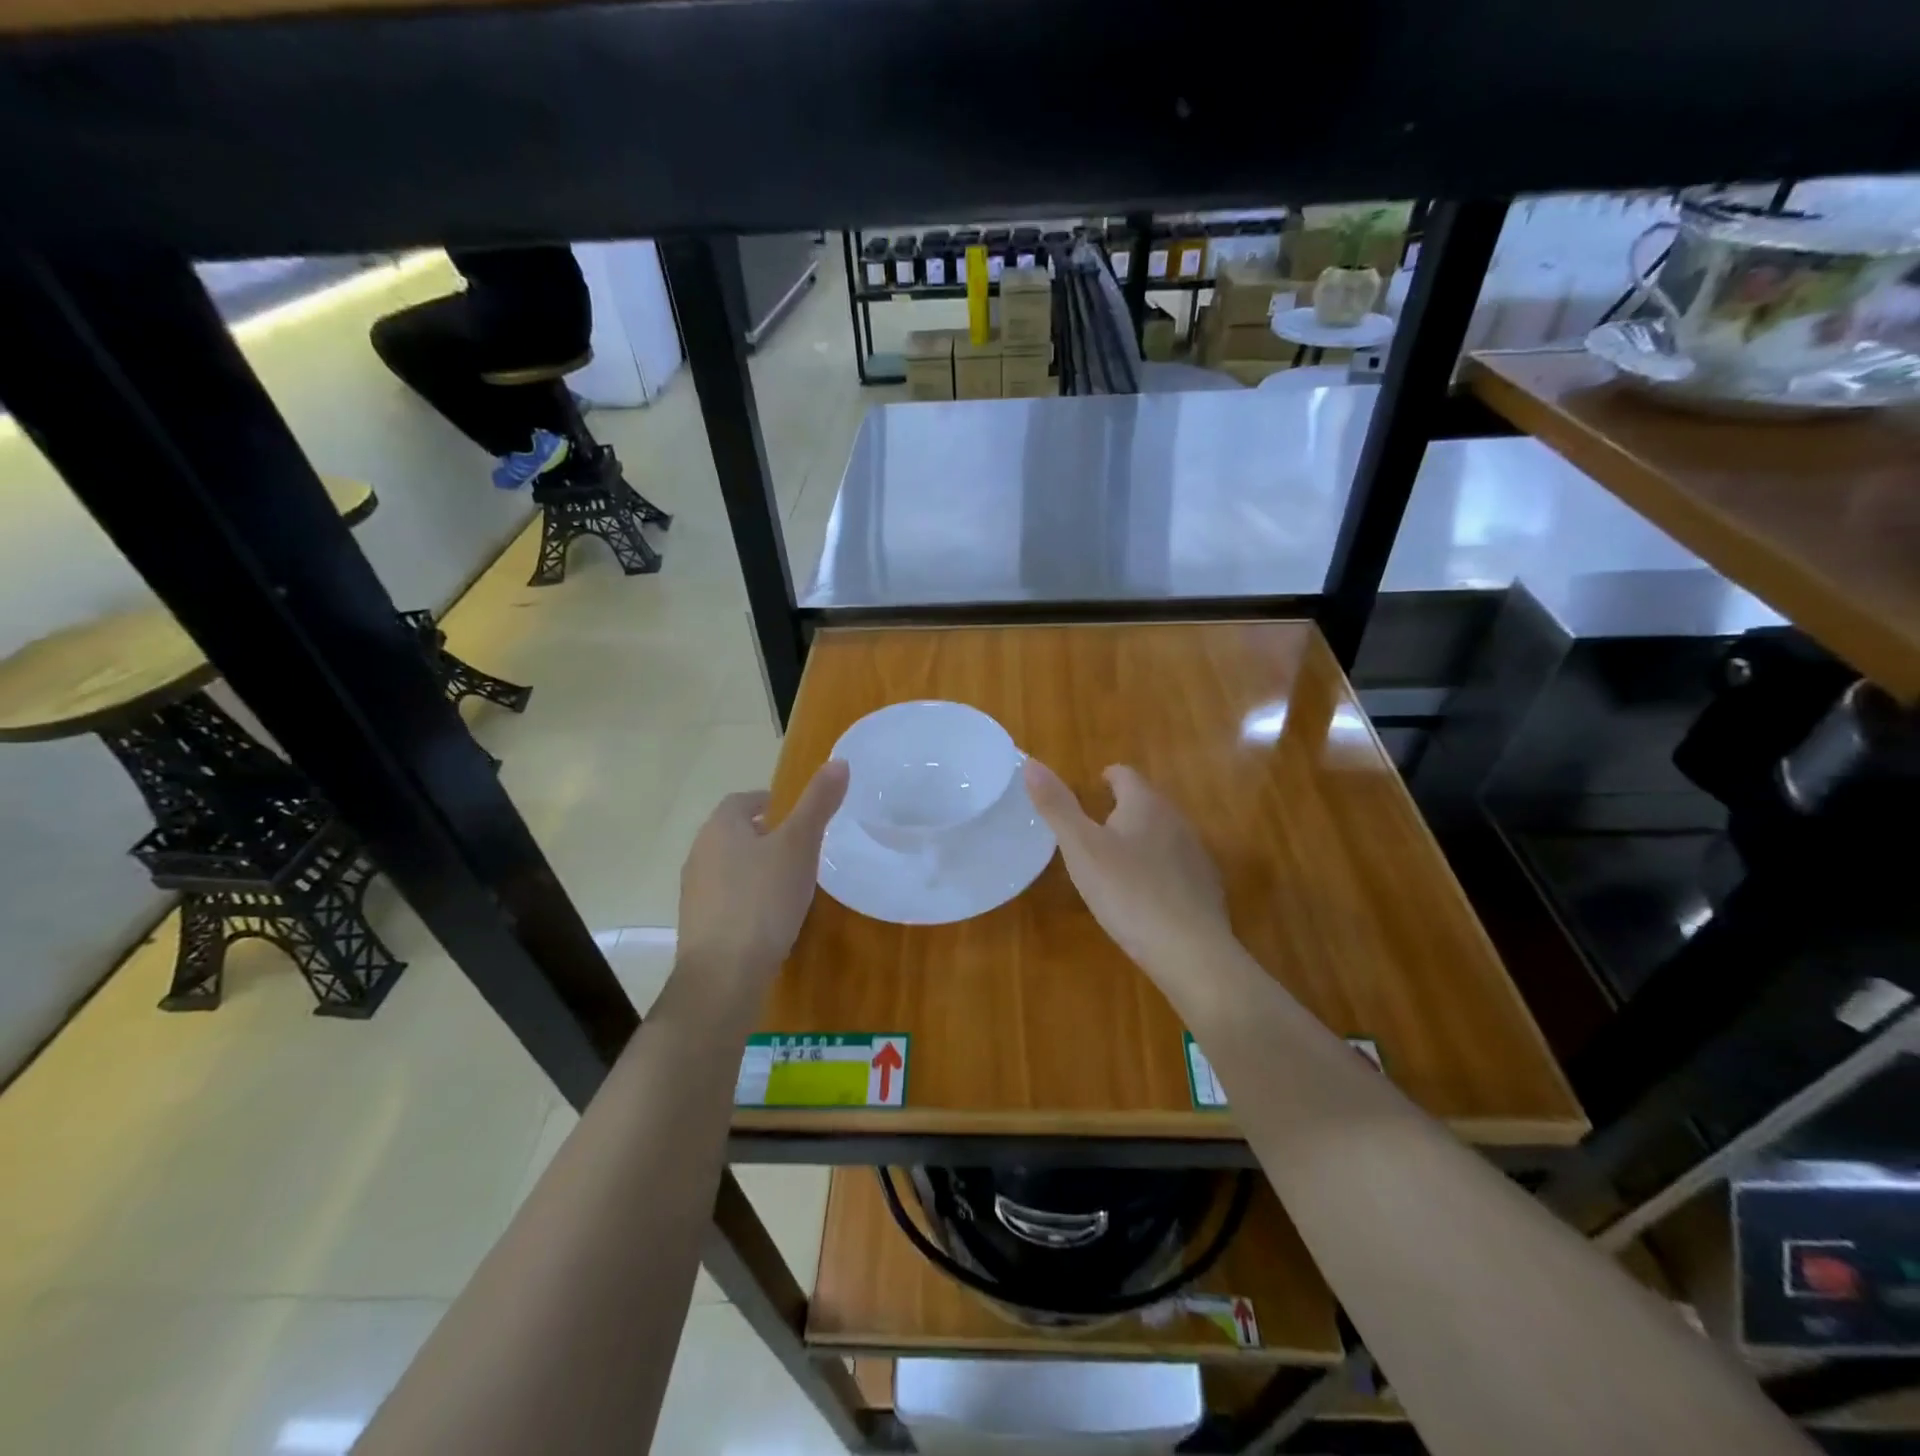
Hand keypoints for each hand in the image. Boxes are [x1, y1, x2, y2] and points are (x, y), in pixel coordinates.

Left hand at [676, 760, 848, 996]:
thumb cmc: (764, 899)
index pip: (745, 800)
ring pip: (731, 865)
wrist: (724, 974)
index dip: (773, 803)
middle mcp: (700, 851)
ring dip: (757, 868)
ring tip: (791, 883)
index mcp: (721, 826)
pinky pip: (727, 897)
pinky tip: (771, 917)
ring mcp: (695, 890)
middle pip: (736, 832)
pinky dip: (749, 898)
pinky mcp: (698, 923)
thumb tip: (839, 761)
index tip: (801, 818)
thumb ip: (818, 804)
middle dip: (767, 836)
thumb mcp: (800, 845)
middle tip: (804, 849)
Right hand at [1024, 759, 1234, 983]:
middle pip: (1146, 802)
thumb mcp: (1081, 849)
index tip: (1092, 789)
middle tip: (1094, 829)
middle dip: (1122, 809)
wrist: (1191, 951)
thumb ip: (1057, 806)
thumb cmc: (1128, 892)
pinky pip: (1177, 865)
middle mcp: (1176, 819)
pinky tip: (1145, 895)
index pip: (1125, 774)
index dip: (1107, 778)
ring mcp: (1196, 853)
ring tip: (1116, 862)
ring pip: (1163, 833)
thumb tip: (1031, 763)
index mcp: (1145, 804)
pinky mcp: (1207, 886)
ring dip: (1141, 839)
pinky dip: (1159, 870)